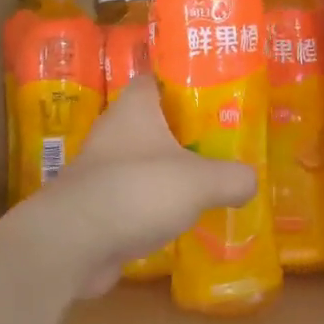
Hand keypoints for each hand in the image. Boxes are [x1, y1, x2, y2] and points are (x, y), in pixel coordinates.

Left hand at [16, 76, 255, 296]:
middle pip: (152, 122)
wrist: (72, 243)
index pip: (155, 79)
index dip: (181, 82)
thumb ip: (232, 177)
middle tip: (218, 141)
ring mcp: (100, 170)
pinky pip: (131, 197)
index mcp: (134, 109)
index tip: (211, 93)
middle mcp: (113, 132)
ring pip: (141, 161)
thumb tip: (250, 181)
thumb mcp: (201, 181)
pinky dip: (150, 205)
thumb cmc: (138, 191)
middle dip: (182, 131)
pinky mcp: (94, 206)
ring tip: (204, 182)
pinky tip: (176, 220)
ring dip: (166, 171)